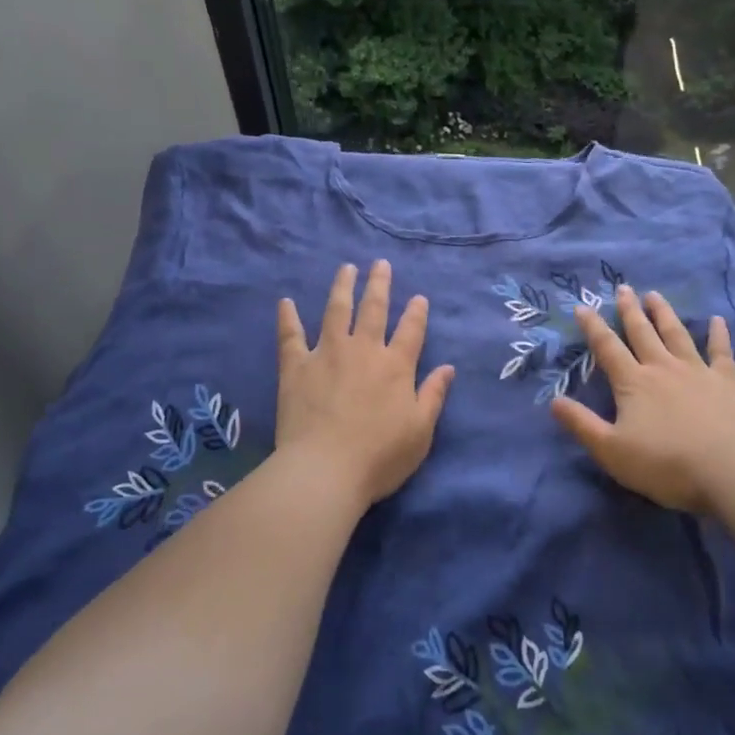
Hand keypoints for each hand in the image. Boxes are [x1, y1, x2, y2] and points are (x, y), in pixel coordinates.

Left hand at [276, 261, 455, 506]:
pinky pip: (291, 335)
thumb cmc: (380, 457)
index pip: (411, 330)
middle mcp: (363, 350)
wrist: (325, 470)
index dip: (417, 312)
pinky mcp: (296, 367)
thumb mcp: (420, 431)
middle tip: (380, 264)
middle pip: (373, 309)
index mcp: (396, 366)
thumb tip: (448, 368)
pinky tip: (286, 302)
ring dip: (342, 287)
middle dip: (379, 284)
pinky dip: (288, 317)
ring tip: (346, 268)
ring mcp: (327, 354)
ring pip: (336, 311)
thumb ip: (433, 396)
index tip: (419, 297)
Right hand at [551, 286, 734, 515]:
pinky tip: (718, 320)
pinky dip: (719, 334)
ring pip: (676, 334)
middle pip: (642, 333)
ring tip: (654, 295)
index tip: (582, 306)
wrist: (730, 469)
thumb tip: (554, 401)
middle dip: (629, 310)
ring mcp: (697, 372)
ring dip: (664, 313)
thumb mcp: (611, 450)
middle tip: (623, 288)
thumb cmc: (665, 464)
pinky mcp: (727, 382)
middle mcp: (663, 368)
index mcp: (633, 383)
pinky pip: (721, 351)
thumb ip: (581, 424)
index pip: (607, 348)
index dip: (592, 327)